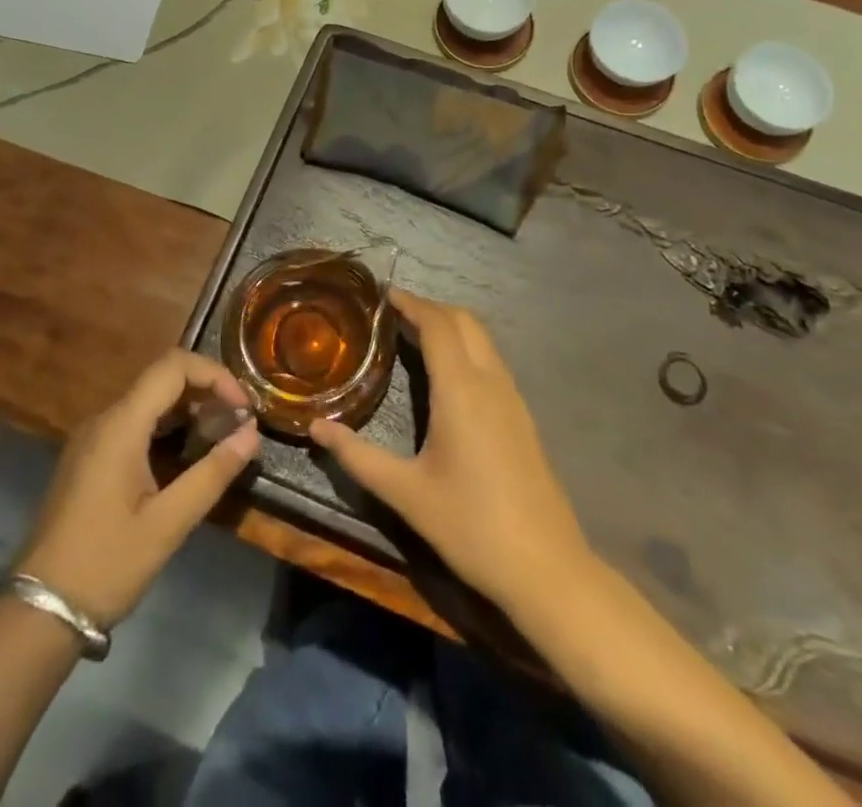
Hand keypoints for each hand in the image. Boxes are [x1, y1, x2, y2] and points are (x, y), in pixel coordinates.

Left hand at [14, 350, 259, 626]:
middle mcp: (104, 419)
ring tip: (220, 438)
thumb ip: (212, 473)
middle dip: (206, 391)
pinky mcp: (89, 457)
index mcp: (121, 424)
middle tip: (239, 423)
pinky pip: (134, 422)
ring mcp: (92, 437)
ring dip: (188, 409)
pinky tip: (186, 456)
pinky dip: (167, 426)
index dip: (215, 374)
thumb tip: (252, 433)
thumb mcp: (168, 523)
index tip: (243, 408)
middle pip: (162, 378)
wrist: (39, 611)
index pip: (173, 365)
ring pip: (148, 400)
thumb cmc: (105, 564)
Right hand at [309, 290, 591, 613]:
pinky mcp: (522, 416)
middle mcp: (490, 381)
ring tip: (414, 337)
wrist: (546, 567)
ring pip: (482, 339)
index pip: (437, 324)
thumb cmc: (471, 525)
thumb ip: (358, 456)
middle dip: (430, 308)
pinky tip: (446, 377)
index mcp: (461, 388)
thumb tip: (315, 427)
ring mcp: (512, 397)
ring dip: (450, 326)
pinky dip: (466, 348)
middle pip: (464, 320)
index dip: (411, 303)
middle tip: (393, 315)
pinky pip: (491, 361)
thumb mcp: (406, 493)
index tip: (383, 294)